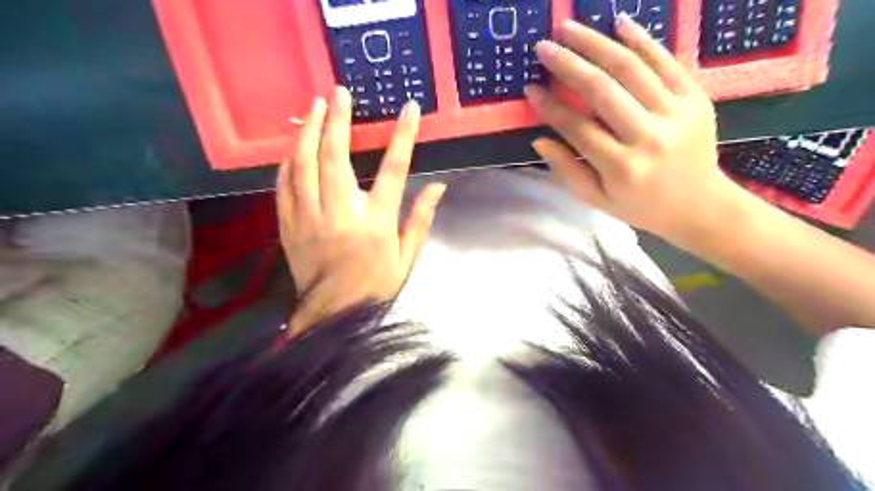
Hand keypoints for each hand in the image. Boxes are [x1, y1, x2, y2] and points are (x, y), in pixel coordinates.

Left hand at [279, 86, 444, 332]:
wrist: (333, 317)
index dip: (403, 137)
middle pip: (336, 157)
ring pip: (303, 166)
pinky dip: (288, 162)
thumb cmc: (375, 286)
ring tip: (312, 106)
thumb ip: (420, 220)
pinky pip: (283, 186)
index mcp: (376, 223)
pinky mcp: (288, 226)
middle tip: (338, 93)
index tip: (410, 109)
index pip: (394, 170)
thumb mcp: (407, 258)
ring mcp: (309, 219)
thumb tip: (438, 187)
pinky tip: (293, 146)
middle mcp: (341, 214)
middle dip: (337, 120)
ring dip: (307, 132)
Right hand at [522, 15, 747, 249]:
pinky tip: (619, 22)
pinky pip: (667, 61)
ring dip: (597, 43)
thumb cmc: (641, 206)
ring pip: (631, 68)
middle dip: (568, 64)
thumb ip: (567, 171)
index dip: (550, 107)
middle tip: (543, 47)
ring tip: (569, 28)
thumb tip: (539, 141)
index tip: (530, 89)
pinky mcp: (696, 98)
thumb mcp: (597, 199)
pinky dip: (642, 39)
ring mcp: (676, 113)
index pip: (578, 129)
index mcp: (622, 167)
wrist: (700, 205)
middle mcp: (648, 137)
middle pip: (602, 90)